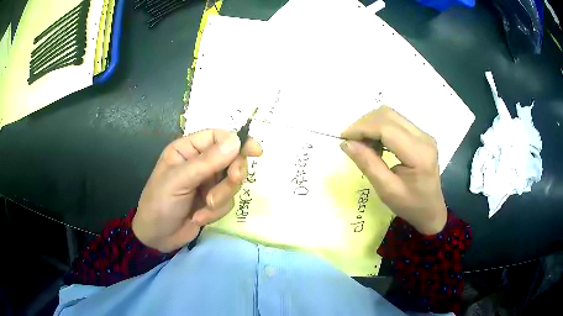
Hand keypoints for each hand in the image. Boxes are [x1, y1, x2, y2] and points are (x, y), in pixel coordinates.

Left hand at [132, 129, 262, 252]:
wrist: (157, 238)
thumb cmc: (160, 203)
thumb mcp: (179, 181)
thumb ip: (207, 162)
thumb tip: (236, 140)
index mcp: (188, 150)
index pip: (218, 137)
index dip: (237, 141)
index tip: (255, 151)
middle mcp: (200, 163)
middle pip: (231, 159)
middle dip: (232, 175)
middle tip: (233, 181)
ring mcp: (208, 183)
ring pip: (232, 183)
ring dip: (221, 197)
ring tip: (204, 207)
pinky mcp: (213, 202)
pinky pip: (228, 202)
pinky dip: (215, 212)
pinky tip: (198, 218)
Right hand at [340, 106, 446, 234]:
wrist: (431, 210)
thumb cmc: (410, 205)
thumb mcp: (386, 190)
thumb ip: (368, 164)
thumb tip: (346, 143)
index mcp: (418, 153)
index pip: (386, 128)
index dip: (362, 128)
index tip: (343, 138)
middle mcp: (423, 137)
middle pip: (388, 115)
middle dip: (364, 124)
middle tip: (351, 142)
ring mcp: (423, 134)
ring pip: (391, 115)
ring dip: (371, 125)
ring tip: (362, 144)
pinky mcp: (420, 135)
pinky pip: (395, 122)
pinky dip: (380, 128)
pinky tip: (375, 144)